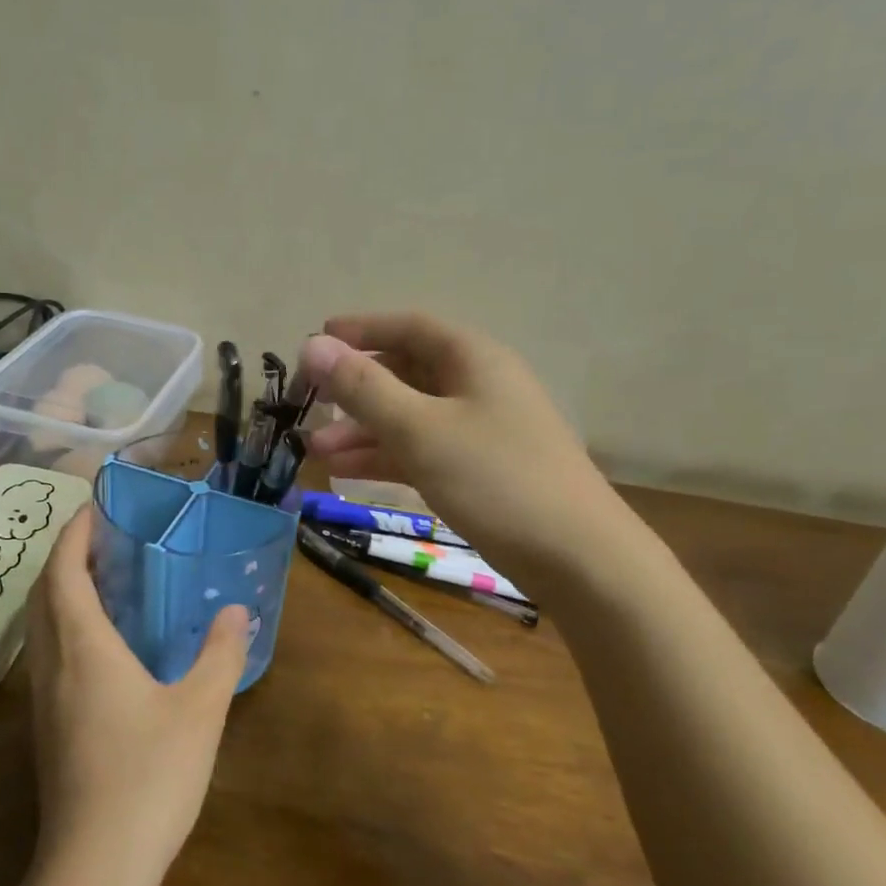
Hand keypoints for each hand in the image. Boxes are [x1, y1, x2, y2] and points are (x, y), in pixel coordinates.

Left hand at [25, 507, 249, 884]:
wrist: (95, 866)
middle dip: (65, 557)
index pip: (63, 572)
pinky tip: (102, 642)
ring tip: (104, 579)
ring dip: (62, 592)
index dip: (73, 535)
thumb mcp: (200, 710)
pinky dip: (65, 625)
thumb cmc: (149, 777)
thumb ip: (220, 654)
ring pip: (40, 627)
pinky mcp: (47, 728)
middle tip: (103, 538)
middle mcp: (53, 665)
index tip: (92, 509)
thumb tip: (236, 611)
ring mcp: (43, 700)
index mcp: (83, 648)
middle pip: (43, 594)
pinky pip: (48, 654)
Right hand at [299, 313, 630, 579]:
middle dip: (354, 388)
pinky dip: (386, 456)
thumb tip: (311, 345)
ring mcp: (480, 430)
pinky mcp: (479, 470)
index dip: (360, 330)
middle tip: (308, 404)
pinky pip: (422, 450)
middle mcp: (477, 385)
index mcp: (472, 359)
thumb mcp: (421, 430)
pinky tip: (348, 472)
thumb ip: (364, 388)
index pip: (408, 327)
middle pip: (406, 372)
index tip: (314, 343)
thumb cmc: (496, 479)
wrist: (577, 557)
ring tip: (315, 450)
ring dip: (363, 429)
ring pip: (410, 416)